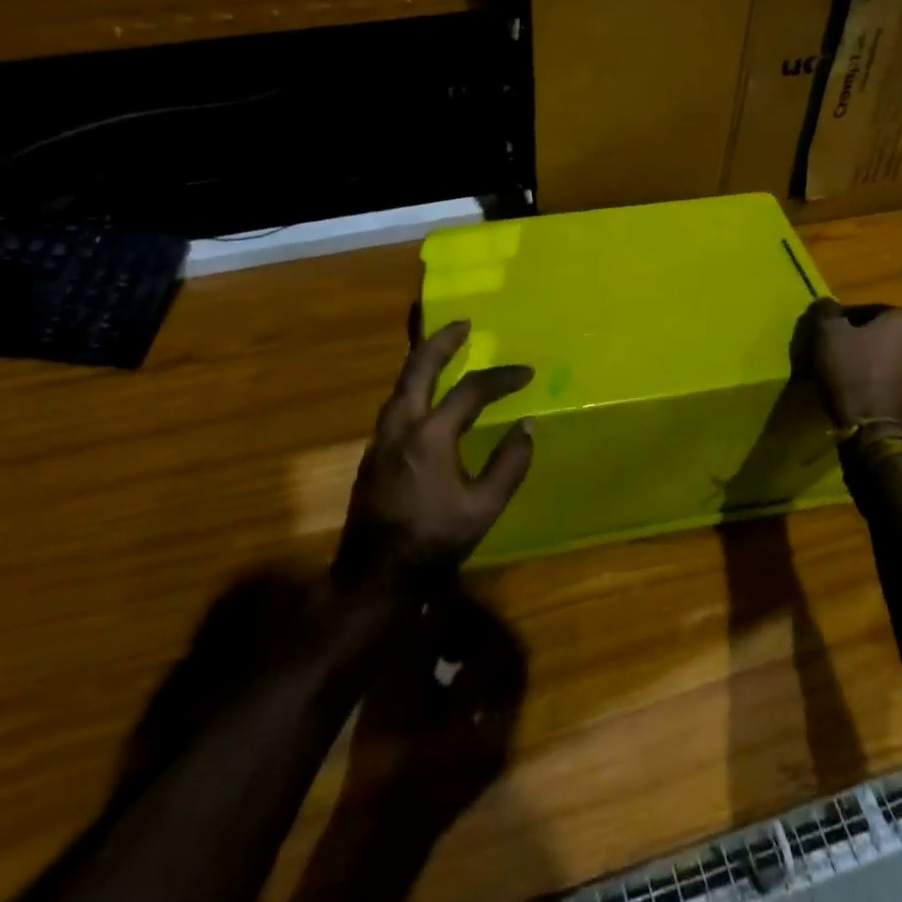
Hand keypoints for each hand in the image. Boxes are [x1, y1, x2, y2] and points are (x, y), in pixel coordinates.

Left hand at [334, 321, 534, 591]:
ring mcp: (382, 438)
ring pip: (401, 384)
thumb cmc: (433, 543)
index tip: (526, 373)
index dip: (501, 378)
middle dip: (441, 341)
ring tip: (443, 349)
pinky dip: (413, 385)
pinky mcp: (374, 453)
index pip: (470, 392)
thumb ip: (509, 464)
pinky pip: (395, 403)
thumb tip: (527, 426)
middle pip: (418, 368)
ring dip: (422, 360)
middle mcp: (401, 426)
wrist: (374, 578)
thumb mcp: (483, 508)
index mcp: (430, 436)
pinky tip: (425, 394)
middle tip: (463, 323)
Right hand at [799, 299, 901, 446]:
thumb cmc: (852, 374)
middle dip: (866, 341)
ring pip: (898, 358)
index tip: (829, 335)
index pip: (870, 310)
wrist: (878, 432)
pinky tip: (869, 395)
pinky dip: (889, 384)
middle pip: (887, 334)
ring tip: (854, 376)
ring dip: (879, 362)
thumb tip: (827, 304)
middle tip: (842, 355)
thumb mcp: (826, 334)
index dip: (845, 321)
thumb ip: (826, 311)